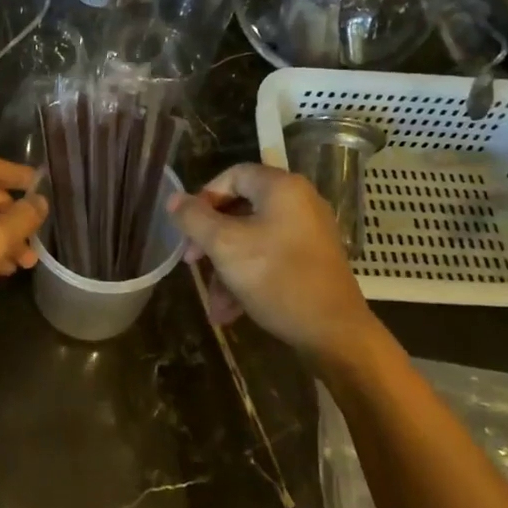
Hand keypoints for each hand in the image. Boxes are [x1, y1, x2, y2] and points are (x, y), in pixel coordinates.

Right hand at [169, 163, 375, 363]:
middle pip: (240, 209)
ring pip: (252, 239)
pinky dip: (248, 278)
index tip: (188, 227)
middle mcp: (299, 203)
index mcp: (281, 188)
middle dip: (211, 241)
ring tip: (214, 304)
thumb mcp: (225, 246)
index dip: (204, 197)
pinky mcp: (311, 260)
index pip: (233, 175)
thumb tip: (174, 199)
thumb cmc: (276, 278)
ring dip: (226, 269)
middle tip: (192, 262)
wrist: (333, 332)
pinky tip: (231, 311)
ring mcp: (308, 233)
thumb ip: (195, 219)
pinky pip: (270, 258)